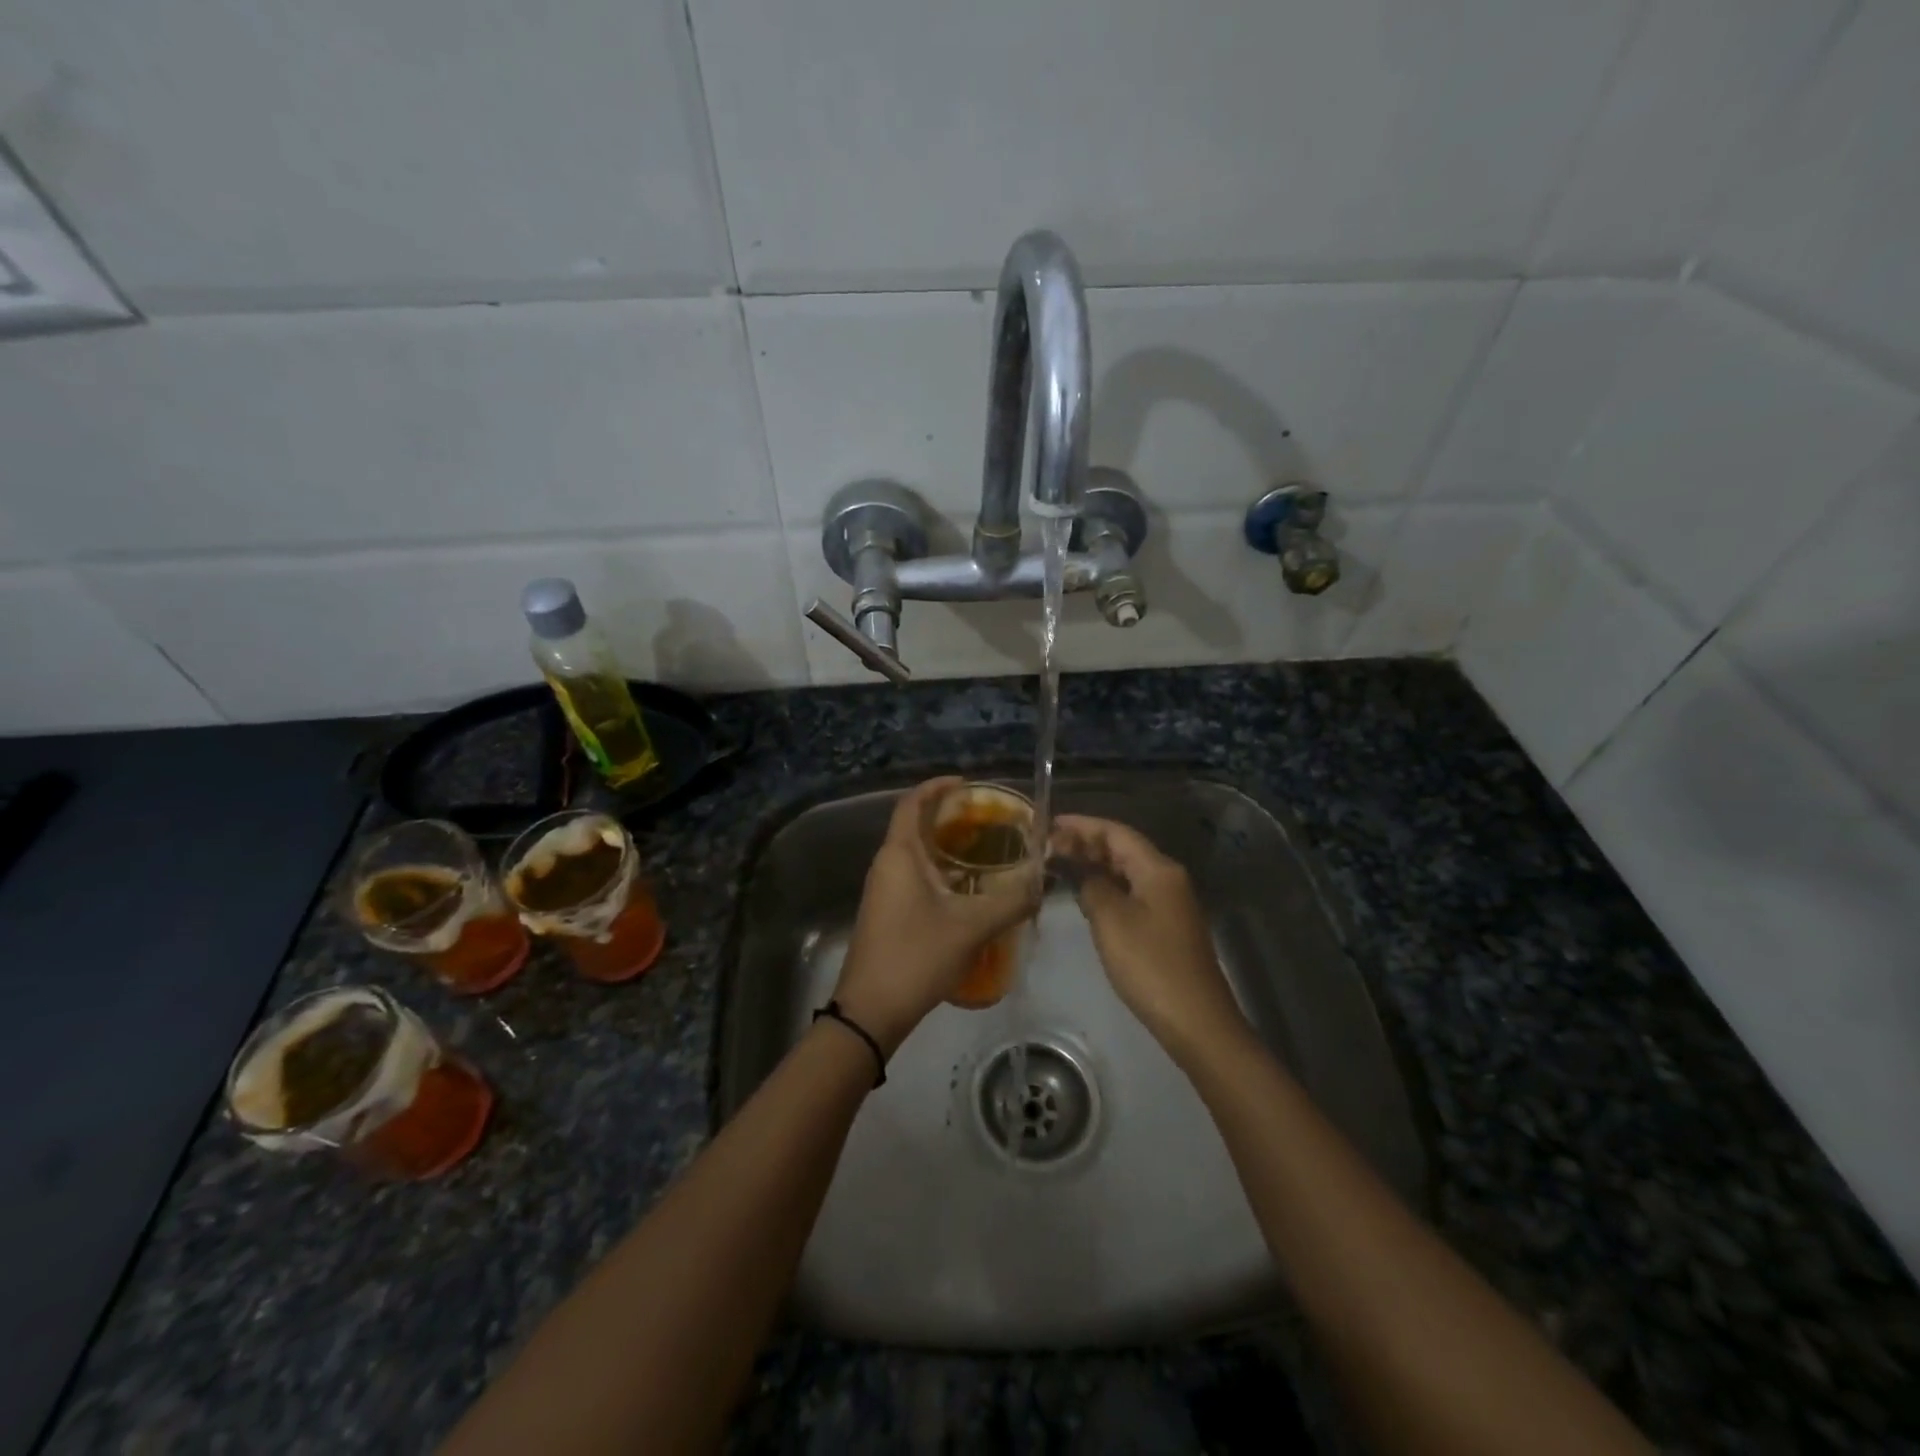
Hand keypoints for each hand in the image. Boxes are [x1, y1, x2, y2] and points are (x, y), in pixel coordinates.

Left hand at [832, 778, 1039, 1057]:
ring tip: (986, 849)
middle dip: (949, 817)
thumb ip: (1011, 901)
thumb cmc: (916, 956)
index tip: (967, 784)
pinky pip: (915, 876)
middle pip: (915, 825)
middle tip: (988, 818)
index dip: (937, 787)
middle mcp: (887, 865)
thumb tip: (1042, 882)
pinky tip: (970, 889)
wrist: (871, 1011)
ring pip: (915, 854)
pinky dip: (940, 871)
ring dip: (946, 846)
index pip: (911, 803)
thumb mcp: (972, 927)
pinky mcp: (887, 913)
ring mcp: (884, 890)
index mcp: (899, 855)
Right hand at [1051, 814, 1247, 1061]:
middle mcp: (1167, 877)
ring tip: (1059, 864)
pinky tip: (1086, 895)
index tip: (1048, 823)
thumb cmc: (1150, 965)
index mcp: (1158, 869)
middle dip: (1086, 843)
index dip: (1081, 825)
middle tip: (1047, 845)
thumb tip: (1082, 873)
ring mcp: (1169, 902)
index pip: (1115, 832)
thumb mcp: (1111, 920)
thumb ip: (1092, 886)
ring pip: (1127, 871)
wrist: (1195, 1020)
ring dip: (1095, 865)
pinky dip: (1107, 886)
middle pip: (1123, 848)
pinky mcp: (1166, 925)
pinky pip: (1132, 892)